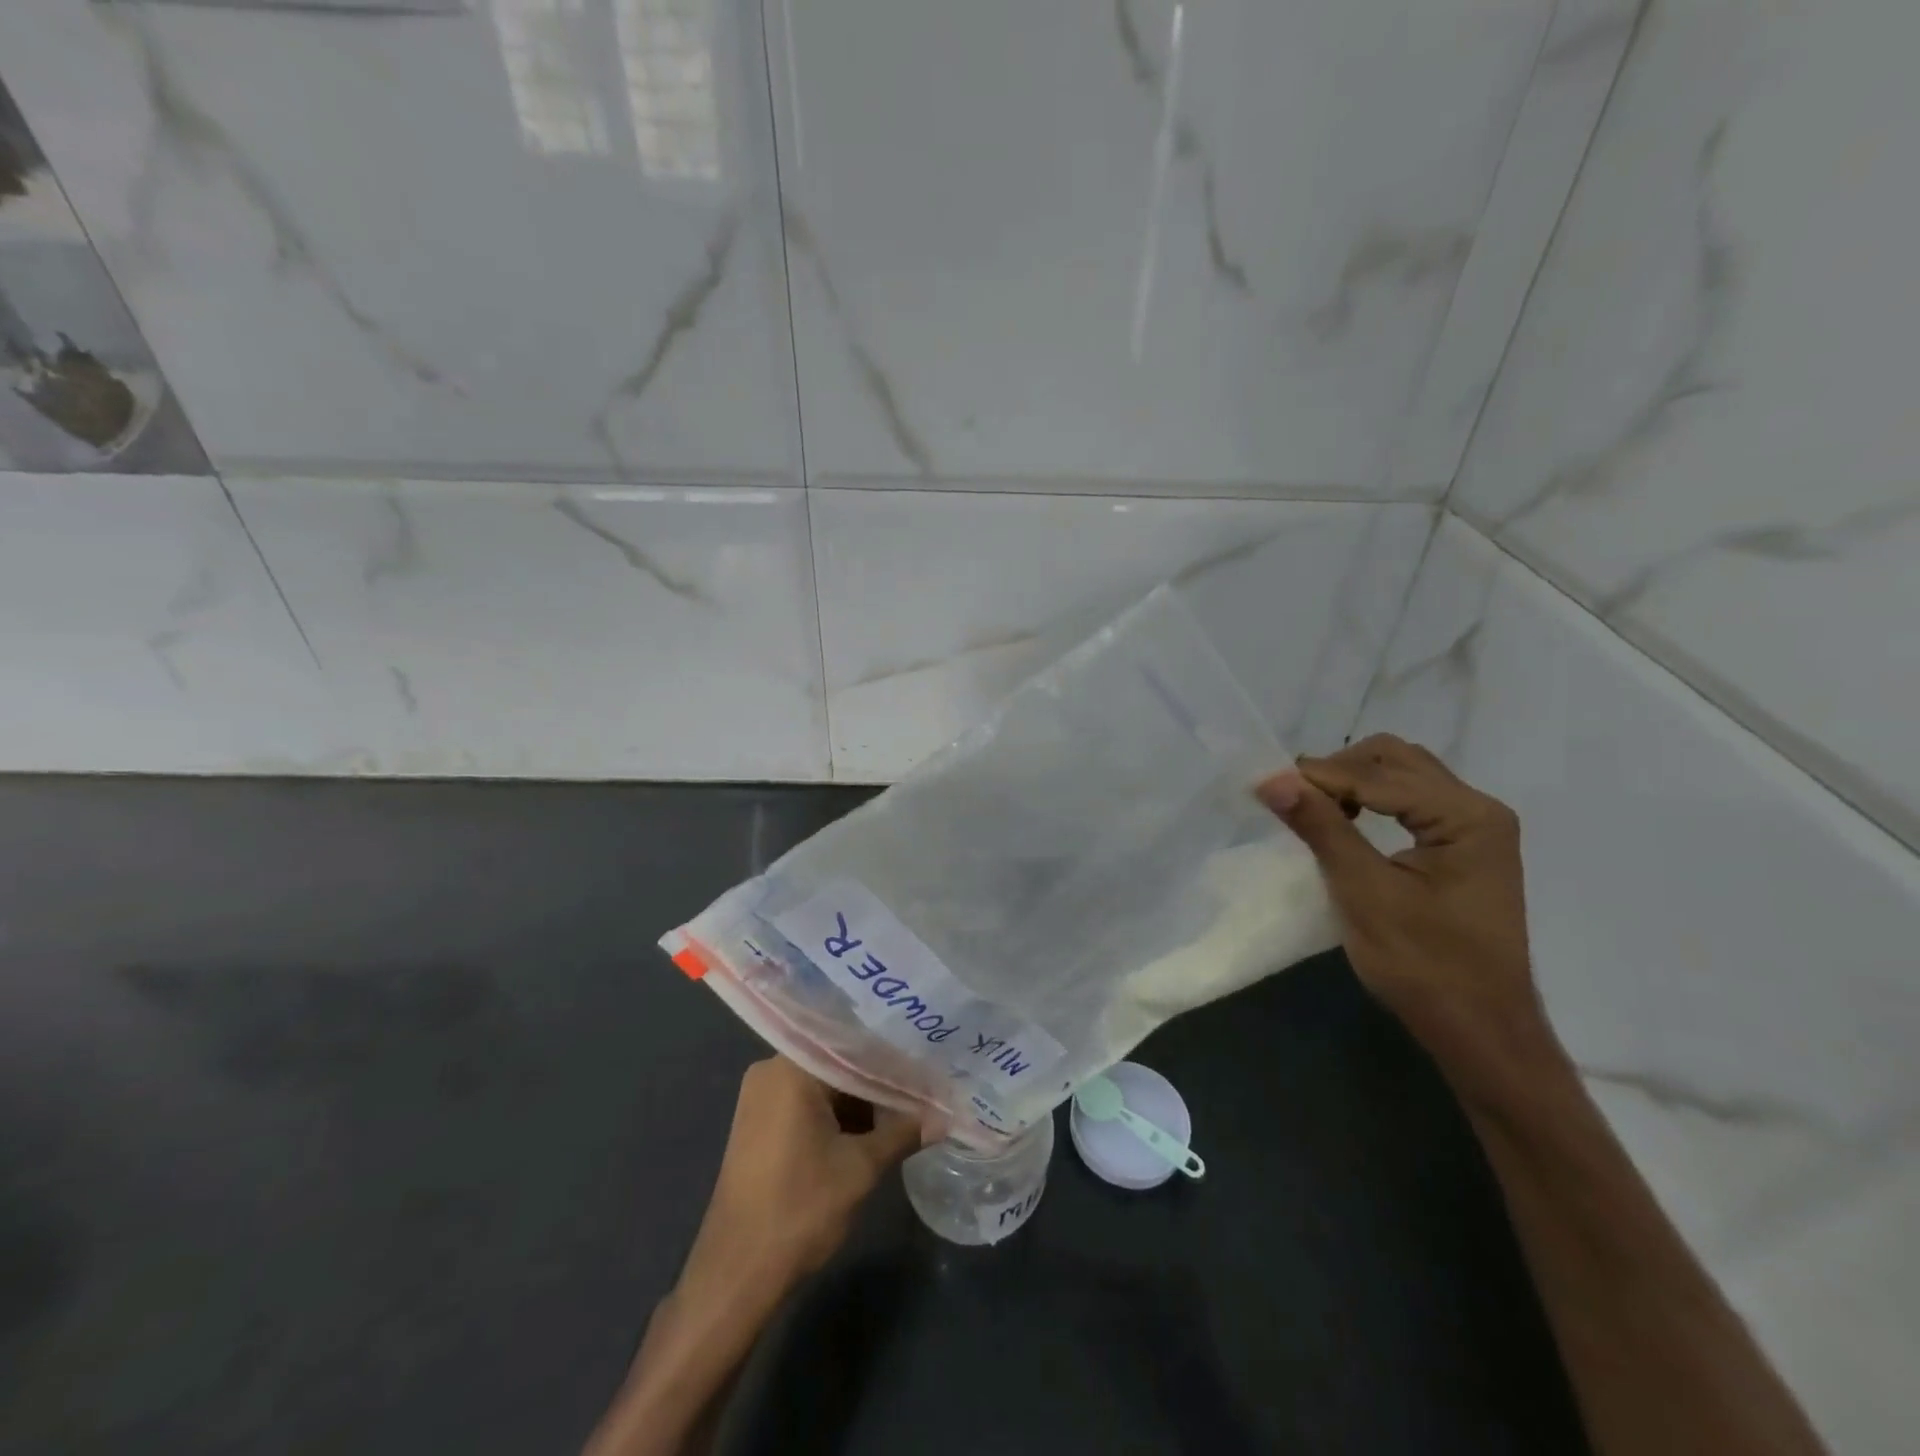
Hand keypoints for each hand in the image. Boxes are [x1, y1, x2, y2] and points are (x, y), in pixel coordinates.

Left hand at [583, 1060, 921, 1455]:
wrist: (735, 1274)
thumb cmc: (799, 1209)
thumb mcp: (861, 1169)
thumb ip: (902, 1133)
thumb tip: (942, 1119)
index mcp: (791, 1068)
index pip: (853, 1046)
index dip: (892, 1062)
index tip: (925, 1071)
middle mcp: (771, 1071)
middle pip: (837, 1065)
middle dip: (877, 1085)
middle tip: (918, 1095)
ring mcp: (759, 1098)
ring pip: (823, 1087)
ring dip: (858, 1105)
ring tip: (900, 1118)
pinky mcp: (756, 1124)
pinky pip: (805, 1105)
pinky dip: (834, 1118)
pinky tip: (866, 1135)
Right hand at [1257, 734, 1565, 1098]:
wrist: (1480, 1031)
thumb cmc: (1425, 965)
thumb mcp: (1364, 892)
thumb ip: (1322, 828)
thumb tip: (1273, 780)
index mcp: (1467, 816)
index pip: (1380, 774)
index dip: (1320, 776)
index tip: (1267, 786)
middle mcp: (1478, 810)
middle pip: (1397, 760)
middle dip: (1340, 771)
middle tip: (1294, 798)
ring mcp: (1474, 829)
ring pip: (1403, 777)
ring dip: (1354, 783)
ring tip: (1313, 810)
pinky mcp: (1463, 849)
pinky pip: (1410, 802)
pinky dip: (1371, 802)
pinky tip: (1345, 825)